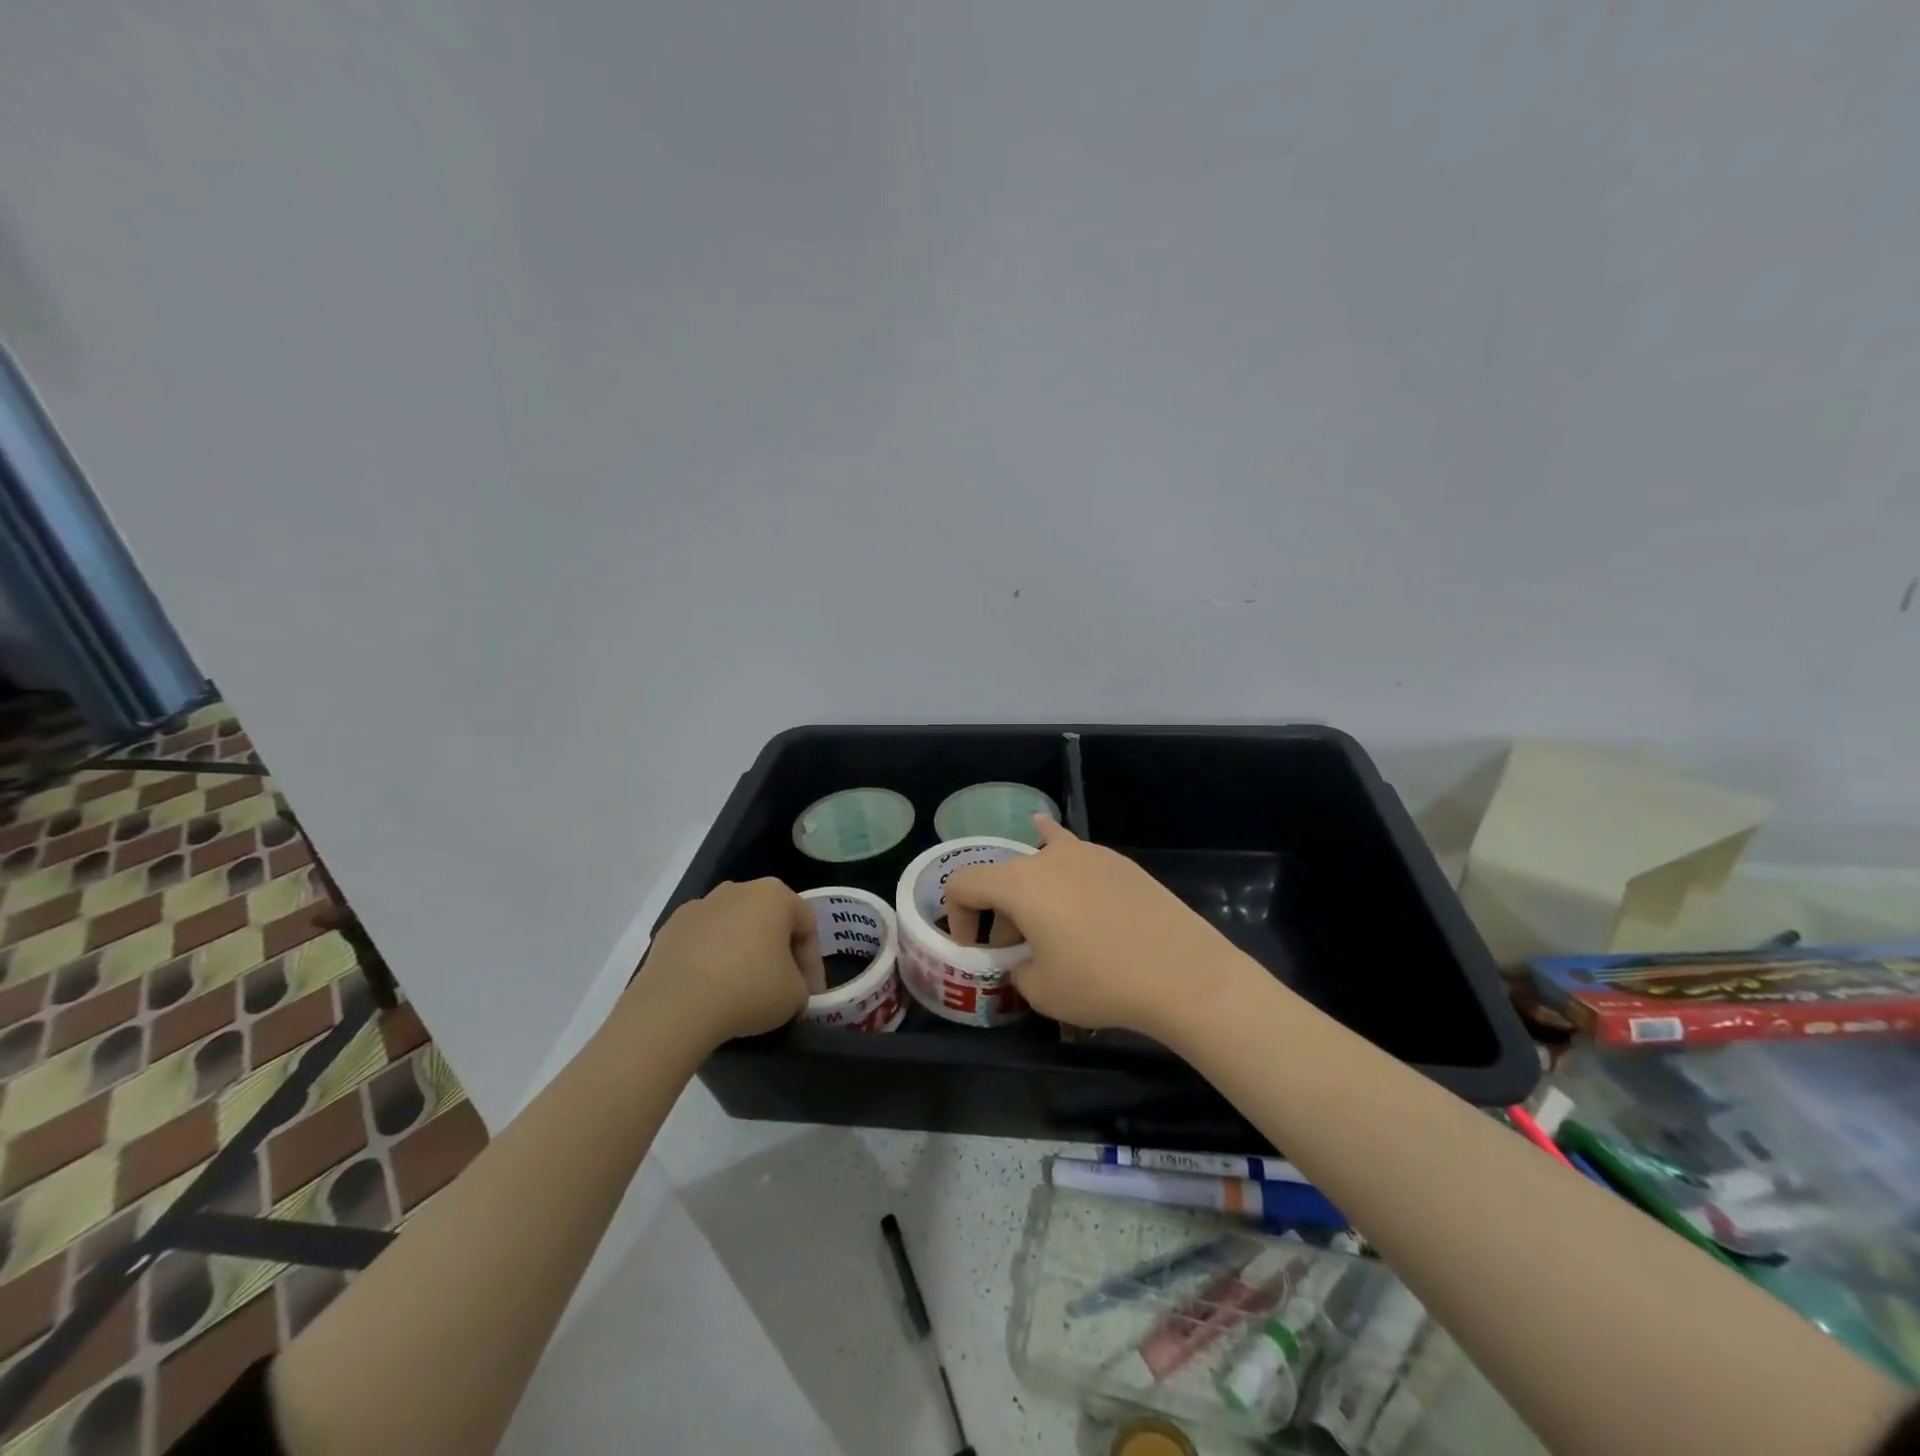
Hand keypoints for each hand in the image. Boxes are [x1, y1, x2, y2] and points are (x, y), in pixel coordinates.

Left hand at [627, 879, 823, 1048]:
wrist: (676, 1006)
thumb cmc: (750, 989)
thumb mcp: (796, 995)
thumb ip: (802, 986)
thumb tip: (790, 990)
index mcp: (775, 894)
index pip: (807, 925)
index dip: (813, 963)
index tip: (810, 995)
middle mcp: (737, 889)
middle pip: (769, 921)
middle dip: (778, 953)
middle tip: (781, 989)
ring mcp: (699, 906)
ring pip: (733, 930)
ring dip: (742, 954)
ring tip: (742, 992)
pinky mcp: (669, 929)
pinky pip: (702, 943)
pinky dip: (710, 961)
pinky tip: (709, 991)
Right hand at [943, 819, 1250, 1038]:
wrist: (1183, 973)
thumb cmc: (1101, 982)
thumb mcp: (1041, 990)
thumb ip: (1016, 970)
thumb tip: (1023, 961)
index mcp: (1019, 883)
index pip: (963, 884)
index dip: (954, 915)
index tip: (970, 947)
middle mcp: (1048, 857)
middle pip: (1003, 876)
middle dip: (997, 912)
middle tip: (1013, 950)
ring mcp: (1088, 854)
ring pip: (1040, 863)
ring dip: (1029, 893)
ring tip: (1042, 923)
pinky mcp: (1118, 862)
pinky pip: (1074, 855)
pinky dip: (1058, 861)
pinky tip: (1052, 841)